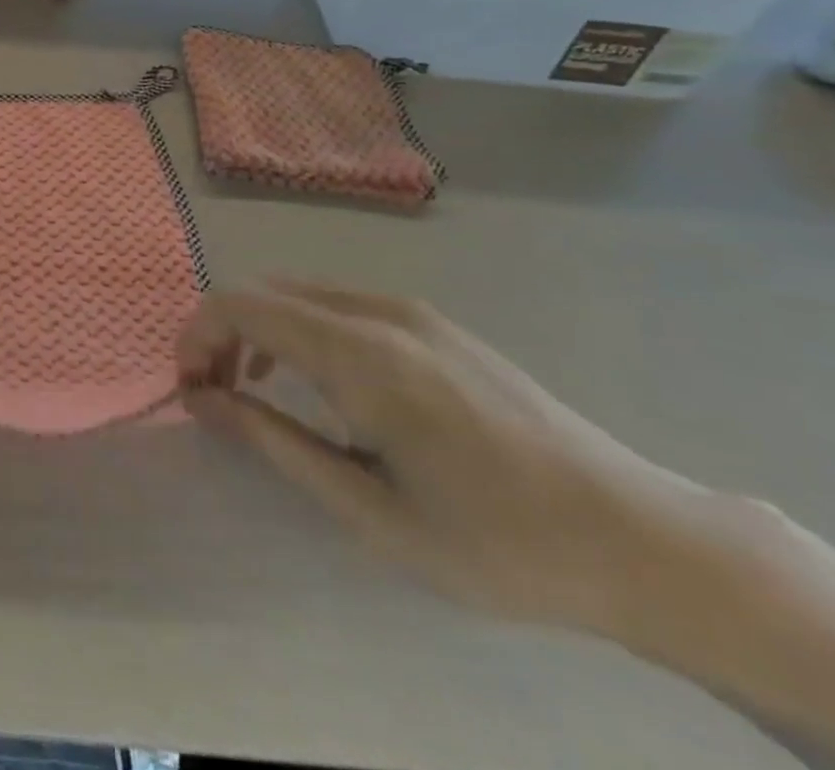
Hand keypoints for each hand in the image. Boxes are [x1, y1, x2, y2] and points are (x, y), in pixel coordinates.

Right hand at [179, 281, 707, 634]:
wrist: (643, 541)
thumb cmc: (499, 543)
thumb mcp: (371, 510)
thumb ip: (275, 441)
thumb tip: (202, 400)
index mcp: (361, 353)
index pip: (240, 304)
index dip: (196, 336)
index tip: (191, 391)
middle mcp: (379, 311)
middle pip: (264, 291)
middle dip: (222, 333)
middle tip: (217, 397)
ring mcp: (412, 311)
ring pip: (300, 295)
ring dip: (260, 331)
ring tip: (258, 391)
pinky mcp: (435, 324)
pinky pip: (340, 305)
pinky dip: (302, 330)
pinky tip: (324, 385)